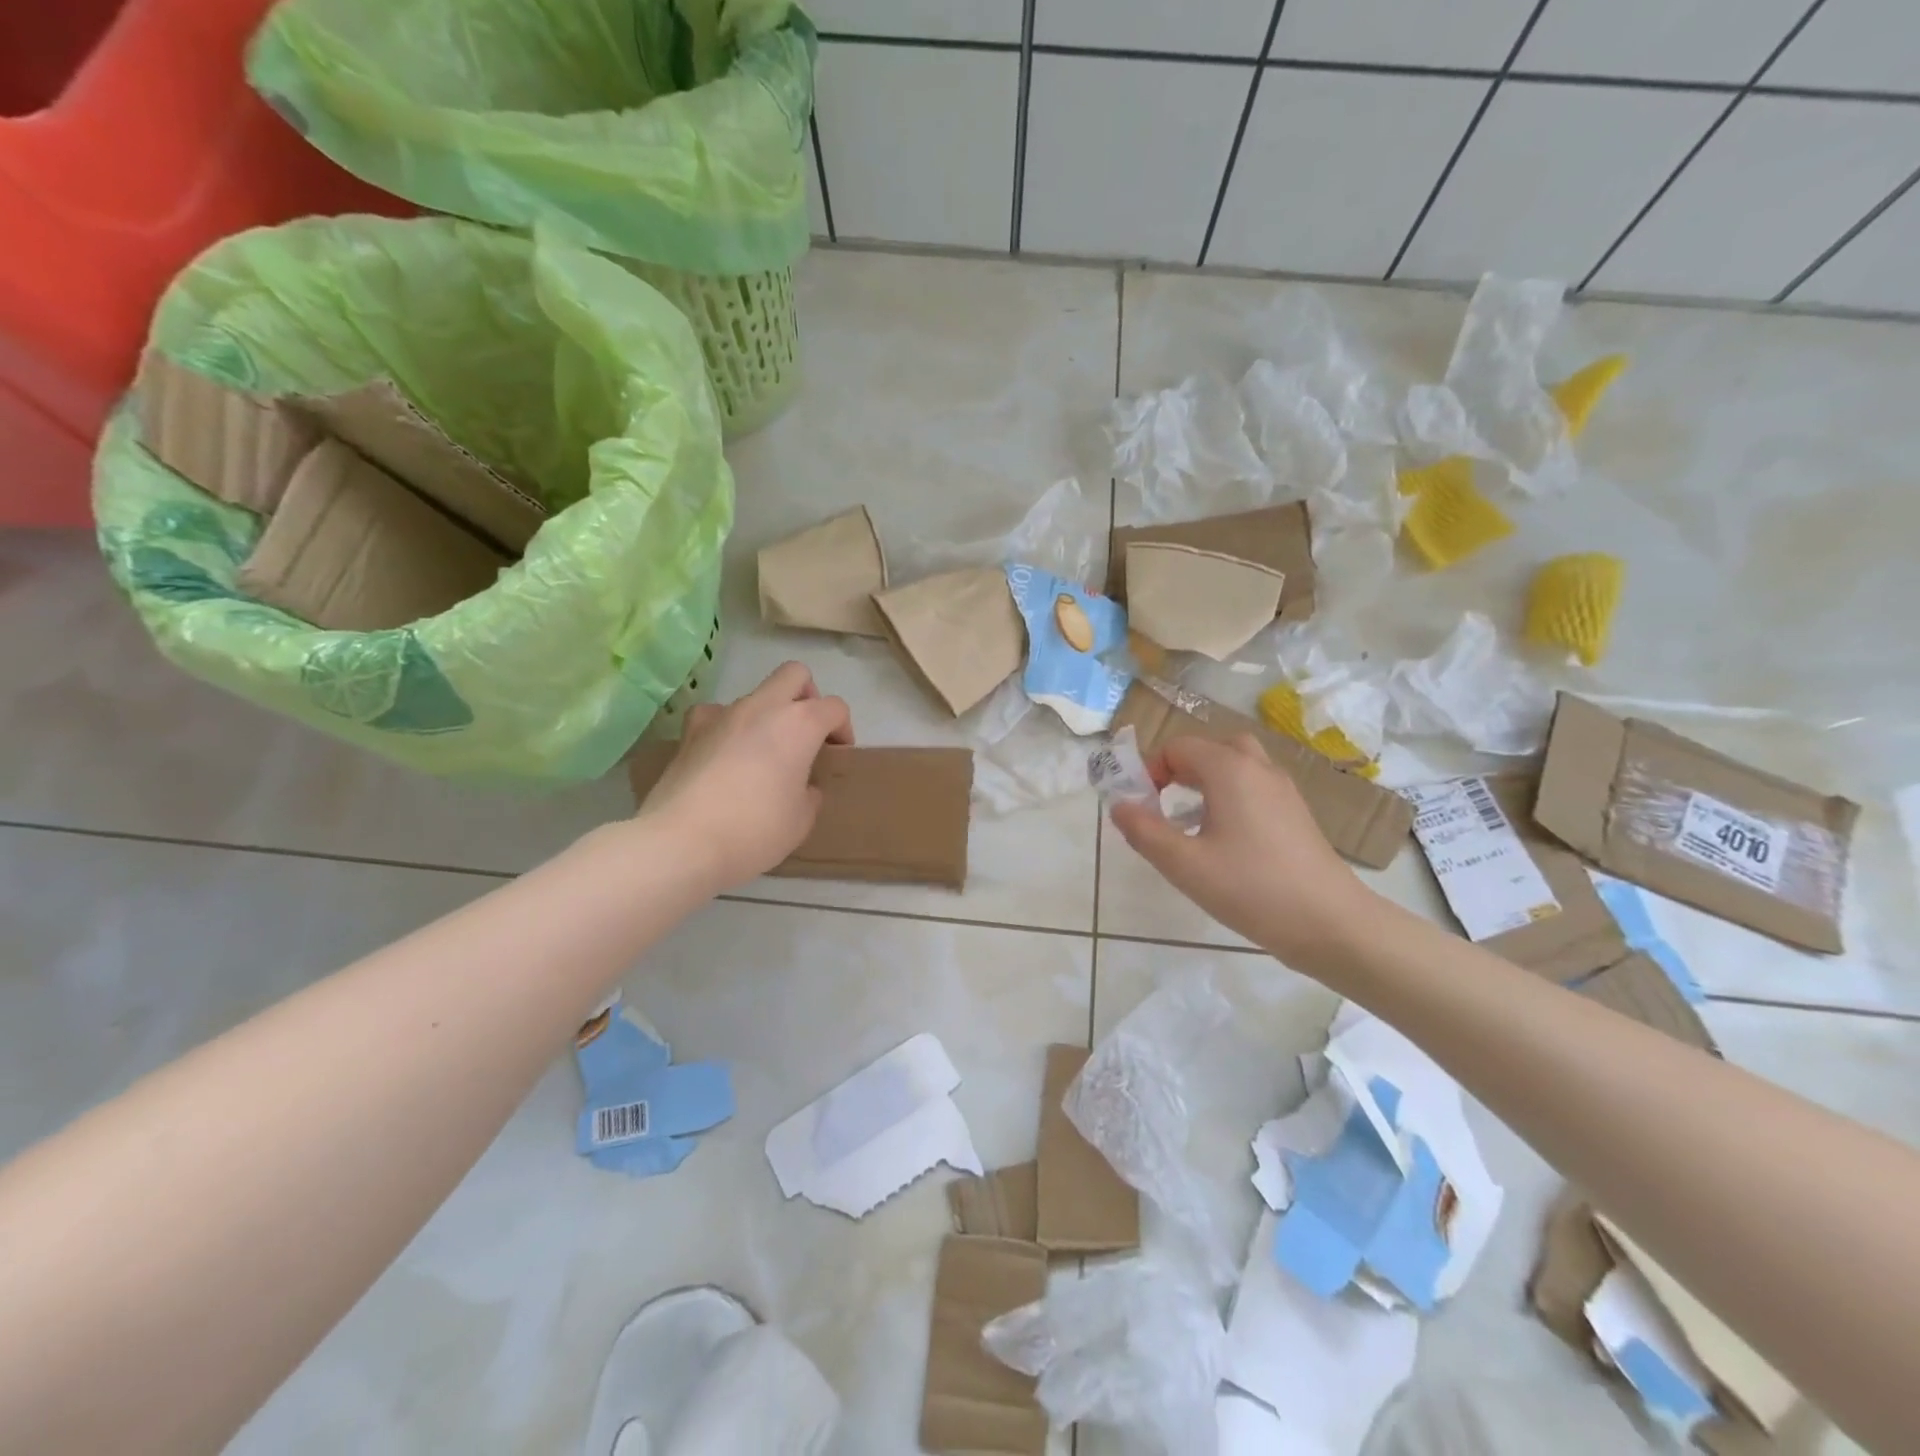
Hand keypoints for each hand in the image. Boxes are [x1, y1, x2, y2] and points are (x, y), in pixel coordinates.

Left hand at [638, 662, 853, 892]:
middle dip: (807, 697)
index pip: (834, 707)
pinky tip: (724, 755)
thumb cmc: (755, 830)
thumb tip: (800, 786)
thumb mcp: (801, 820)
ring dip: (766, 716)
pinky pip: (716, 715)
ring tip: (762, 754)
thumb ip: (809, 793)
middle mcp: (762, 707)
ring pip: (755, 695)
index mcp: (799, 724)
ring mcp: (721, 714)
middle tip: (806, 734)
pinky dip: (727, 728)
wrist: (681, 842)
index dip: (842, 729)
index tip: (837, 755)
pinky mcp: (689, 731)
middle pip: (794, 674)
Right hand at [1108, 733, 1373, 967]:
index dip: (1151, 770)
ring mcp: (1283, 790)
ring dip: (1206, 780)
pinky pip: (1254, 786)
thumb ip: (1144, 831)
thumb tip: (1118, 805)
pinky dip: (1230, 795)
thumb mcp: (1184, 865)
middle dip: (1180, 767)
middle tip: (1164, 801)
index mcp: (1229, 769)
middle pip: (1211, 747)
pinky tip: (1222, 838)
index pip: (1178, 747)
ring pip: (1237, 765)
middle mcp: (1258, 768)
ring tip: (1188, 818)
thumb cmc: (1251, 889)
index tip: (1141, 805)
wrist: (1331, 923)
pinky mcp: (1296, 813)